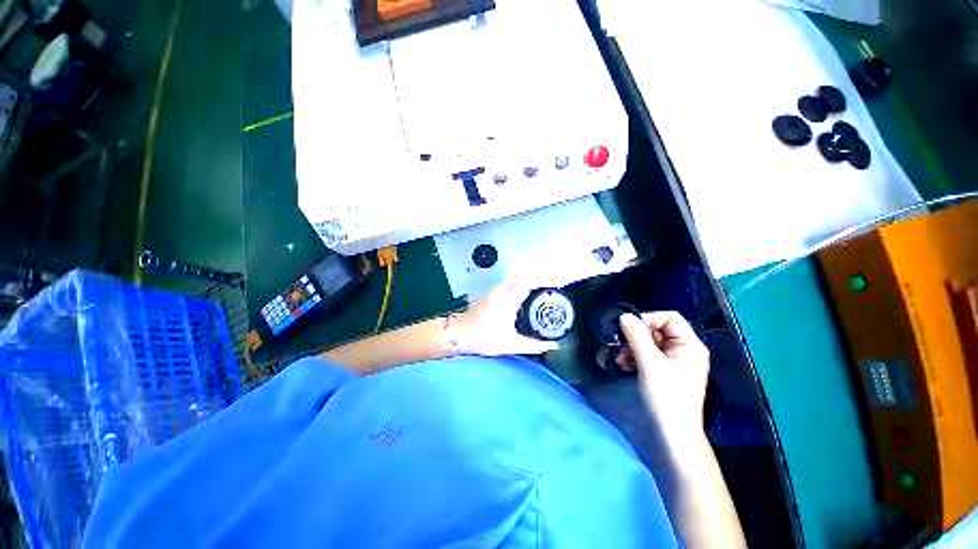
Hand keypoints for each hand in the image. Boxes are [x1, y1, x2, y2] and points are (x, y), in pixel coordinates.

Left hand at [449, 278, 559, 355]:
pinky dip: (523, 287)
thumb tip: (553, 346)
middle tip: (556, 290)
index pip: (531, 280)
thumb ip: (534, 345)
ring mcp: (496, 290)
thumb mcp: (511, 344)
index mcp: (509, 299)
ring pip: (518, 279)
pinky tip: (528, 298)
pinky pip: (512, 284)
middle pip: (526, 276)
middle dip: (542, 280)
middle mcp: (503, 290)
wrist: (457, 333)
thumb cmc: (483, 338)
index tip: (559, 284)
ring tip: (546, 293)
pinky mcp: (492, 293)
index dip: (547, 279)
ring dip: (532, 283)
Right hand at [617, 312, 709, 445]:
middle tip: (620, 345)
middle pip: (658, 329)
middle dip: (637, 335)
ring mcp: (674, 361)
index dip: (649, 319)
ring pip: (650, 342)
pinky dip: (635, 356)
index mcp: (690, 345)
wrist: (671, 434)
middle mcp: (684, 350)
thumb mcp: (650, 363)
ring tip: (620, 358)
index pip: (670, 318)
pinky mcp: (664, 371)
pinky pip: (647, 354)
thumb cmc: (666, 397)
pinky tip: (624, 364)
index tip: (629, 329)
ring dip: (632, 346)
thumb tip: (624, 316)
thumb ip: (637, 336)